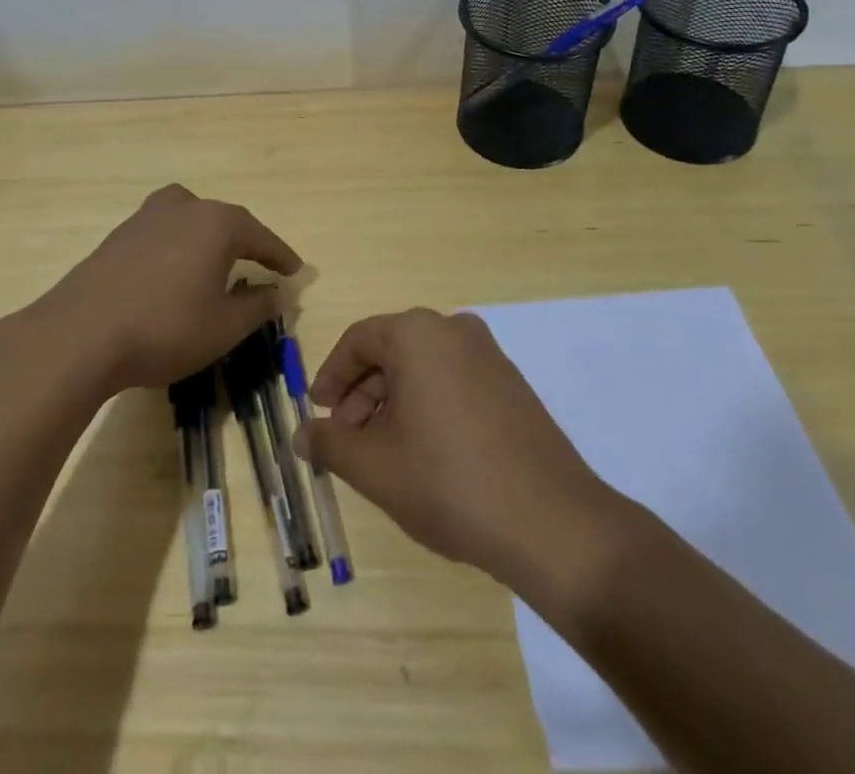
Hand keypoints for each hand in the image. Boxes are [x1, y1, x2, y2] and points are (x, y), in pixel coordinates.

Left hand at [38, 184, 302, 393]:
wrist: (80, 334)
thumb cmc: (165, 328)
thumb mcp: (224, 327)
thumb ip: (257, 307)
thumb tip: (276, 294)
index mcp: (217, 224)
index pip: (260, 236)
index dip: (280, 255)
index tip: (296, 269)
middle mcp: (184, 208)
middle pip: (225, 219)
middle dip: (245, 241)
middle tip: (260, 264)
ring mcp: (146, 217)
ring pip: (190, 217)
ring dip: (208, 237)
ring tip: (215, 260)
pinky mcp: (119, 235)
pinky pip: (162, 231)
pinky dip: (178, 245)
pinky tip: (173, 271)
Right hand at [295, 308, 627, 596]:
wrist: (553, 524)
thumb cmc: (449, 483)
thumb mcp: (375, 467)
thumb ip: (330, 444)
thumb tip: (302, 434)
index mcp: (417, 333)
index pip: (358, 341)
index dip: (331, 376)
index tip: (318, 413)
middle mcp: (454, 330)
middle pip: (391, 351)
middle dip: (361, 394)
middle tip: (347, 439)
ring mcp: (489, 355)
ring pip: (423, 367)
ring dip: (393, 401)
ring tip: (384, 452)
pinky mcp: (512, 384)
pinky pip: (453, 380)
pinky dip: (428, 405)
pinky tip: (426, 452)